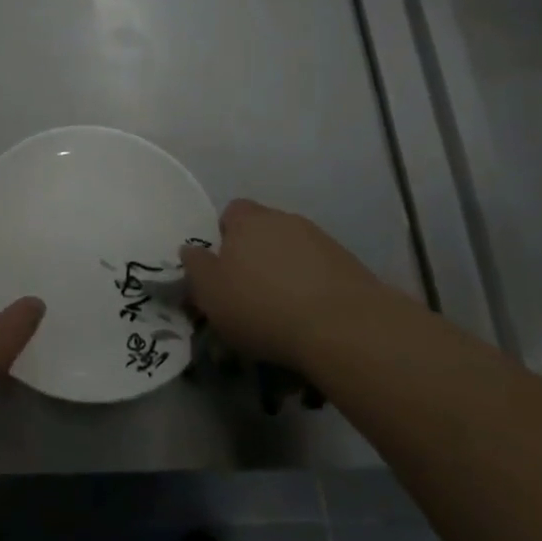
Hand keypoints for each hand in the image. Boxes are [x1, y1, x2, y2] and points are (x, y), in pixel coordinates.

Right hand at [180, 198, 378, 370]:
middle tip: (249, 293)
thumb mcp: (210, 293)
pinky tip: (311, 319)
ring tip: (283, 312)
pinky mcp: (351, 266)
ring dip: (286, 272)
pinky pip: (321, 272)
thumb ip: (196, 267)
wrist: (344, 328)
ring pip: (294, 252)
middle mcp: (285, 220)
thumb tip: (190, 249)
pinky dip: (313, 289)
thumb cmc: (262, 306)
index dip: (224, 237)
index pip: (231, 212)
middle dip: (256, 255)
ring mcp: (322, 241)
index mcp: (248, 219)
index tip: (222, 269)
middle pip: (264, 231)